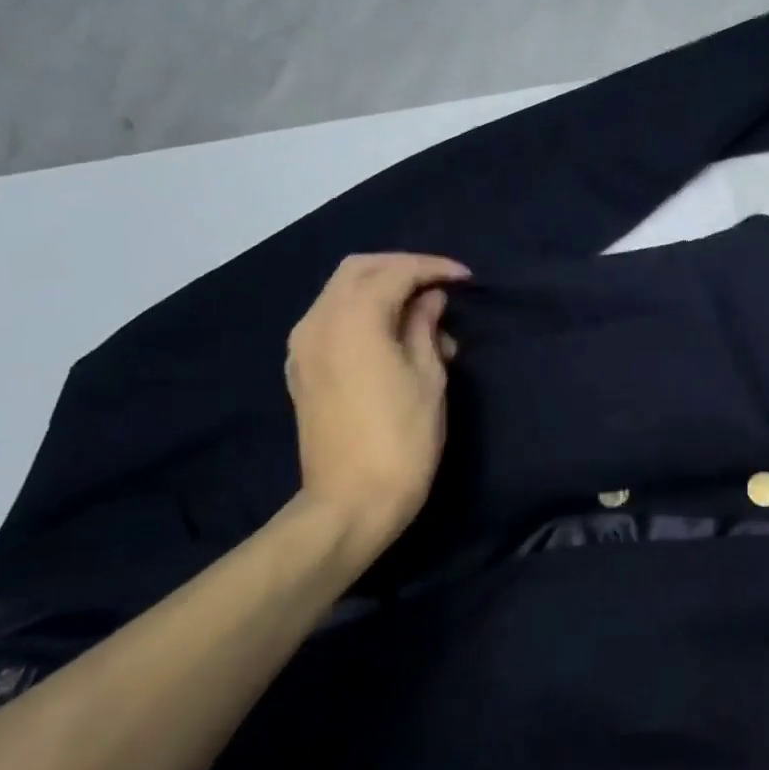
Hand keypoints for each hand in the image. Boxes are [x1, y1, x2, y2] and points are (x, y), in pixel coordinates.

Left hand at [284, 252, 469, 555]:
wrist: (351, 501)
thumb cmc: (402, 438)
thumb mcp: (428, 376)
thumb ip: (425, 327)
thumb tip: (428, 299)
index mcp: (351, 320)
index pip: (394, 272)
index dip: (432, 268)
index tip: (466, 279)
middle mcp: (317, 322)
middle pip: (358, 270)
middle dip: (402, 269)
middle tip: (441, 285)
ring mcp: (303, 346)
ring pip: (341, 292)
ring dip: (382, 290)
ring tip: (423, 316)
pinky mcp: (302, 368)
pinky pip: (332, 319)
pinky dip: (363, 312)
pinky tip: (393, 335)